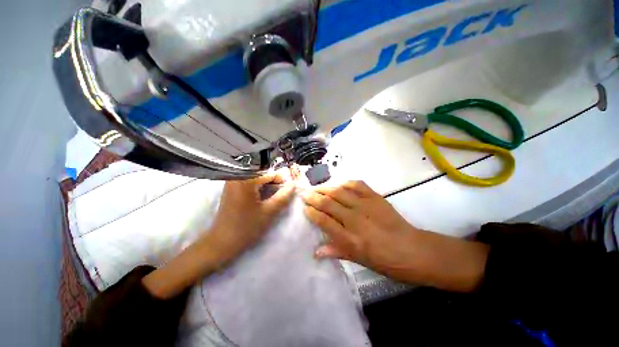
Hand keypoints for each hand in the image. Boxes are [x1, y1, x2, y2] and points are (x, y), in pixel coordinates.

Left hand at [143, 173, 293, 298]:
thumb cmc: (246, 227)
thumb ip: (283, 196)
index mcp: (246, 180)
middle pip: (262, 174)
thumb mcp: (269, 211)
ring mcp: (232, 182)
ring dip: (266, 186)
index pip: (270, 174)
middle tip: (280, 195)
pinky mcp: (230, 188)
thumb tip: (293, 184)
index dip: (281, 181)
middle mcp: (237, 176)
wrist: (221, 243)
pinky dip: (258, 188)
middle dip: (273, 183)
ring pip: (256, 178)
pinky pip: (248, 182)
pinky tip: (261, 198)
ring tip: (272, 197)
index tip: (287, 191)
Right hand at [301, 181, 488, 292]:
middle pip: (328, 203)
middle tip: (304, 193)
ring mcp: (365, 206)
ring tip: (317, 187)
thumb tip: (315, 251)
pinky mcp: (375, 197)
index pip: (323, 220)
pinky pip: (357, 185)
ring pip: (339, 192)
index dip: (311, 212)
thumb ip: (336, 251)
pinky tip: (339, 184)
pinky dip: (345, 183)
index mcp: (349, 238)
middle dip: (313, 197)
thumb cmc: (384, 260)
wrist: (412, 250)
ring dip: (325, 188)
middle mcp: (354, 219)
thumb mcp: (358, 260)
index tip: (304, 207)